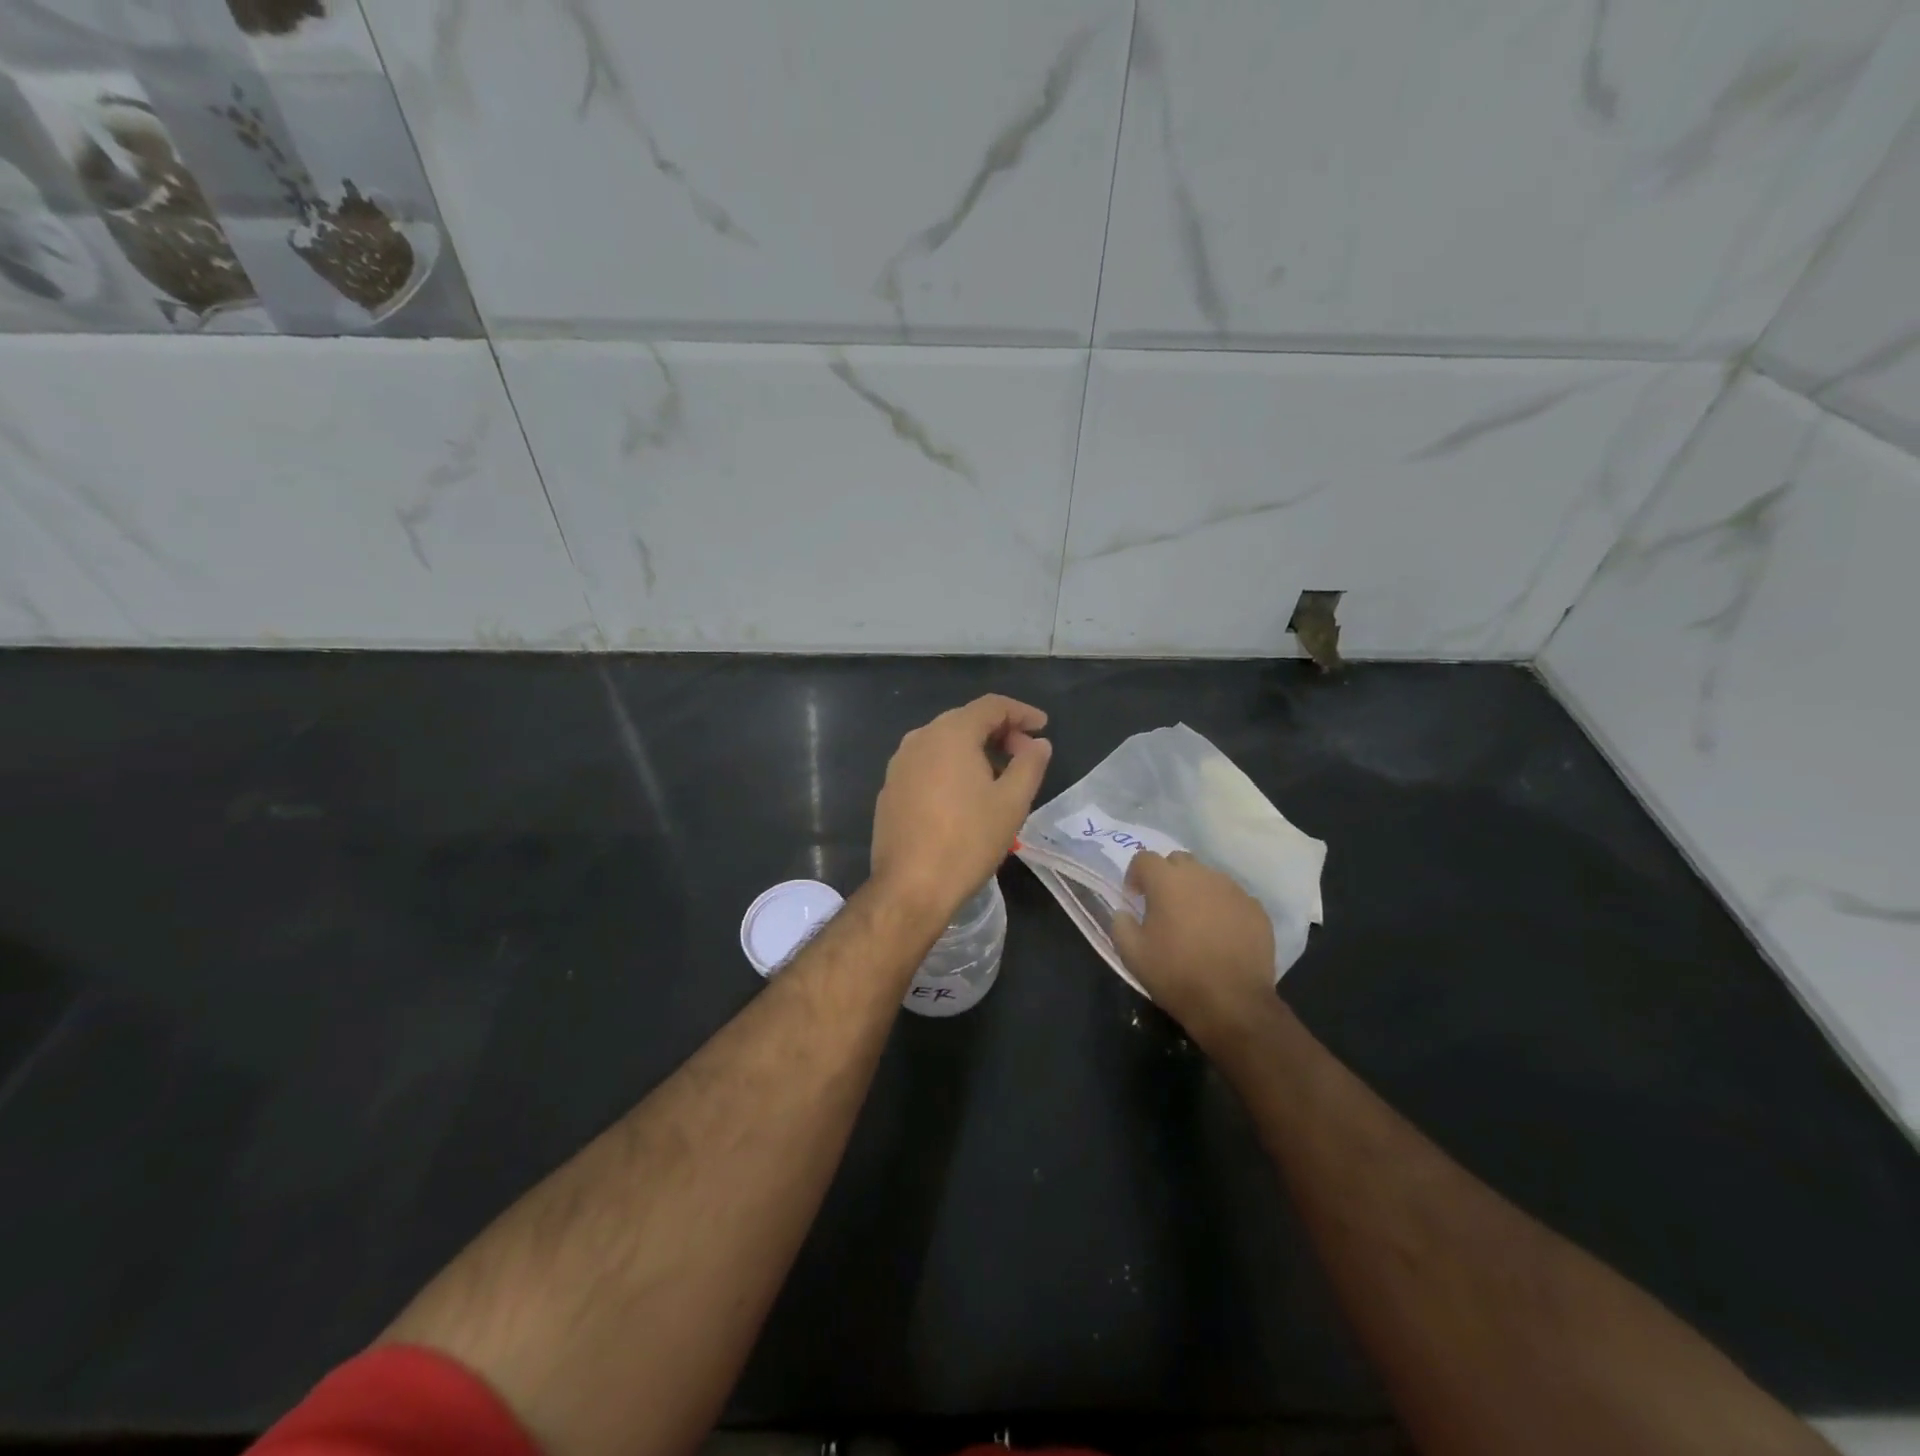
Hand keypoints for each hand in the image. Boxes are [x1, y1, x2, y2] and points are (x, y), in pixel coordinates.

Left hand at [870, 695, 1052, 925]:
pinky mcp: (890, 789)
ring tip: (999, 775)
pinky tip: (965, 794)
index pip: (991, 706)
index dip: (1022, 712)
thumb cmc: (968, 840)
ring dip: (975, 749)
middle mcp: (919, 739)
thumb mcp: (1012, 802)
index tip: (1043, 726)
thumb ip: (1030, 764)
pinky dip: (951, 767)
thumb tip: (1038, 743)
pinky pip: (927, 764)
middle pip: (965, 720)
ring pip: (944, 742)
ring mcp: (899, 764)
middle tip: (1025, 754)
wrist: (910, 887)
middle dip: (999, 731)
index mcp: (950, 734)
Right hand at [1112, 850, 1275, 1043]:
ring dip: (1196, 891)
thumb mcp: (1132, 954)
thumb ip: (1121, 924)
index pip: (1144, 858)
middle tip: (1164, 906)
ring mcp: (1233, 890)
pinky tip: (1221, 934)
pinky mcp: (1256, 909)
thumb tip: (1124, 912)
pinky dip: (1222, 907)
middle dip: (1167, 876)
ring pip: (1208, 878)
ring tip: (1195, 921)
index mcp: (1167, 881)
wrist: (1233, 1003)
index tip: (1135, 898)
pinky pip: (1232, 898)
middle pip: (1178, 861)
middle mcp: (1201, 876)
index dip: (1135, 875)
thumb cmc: (1176, 975)